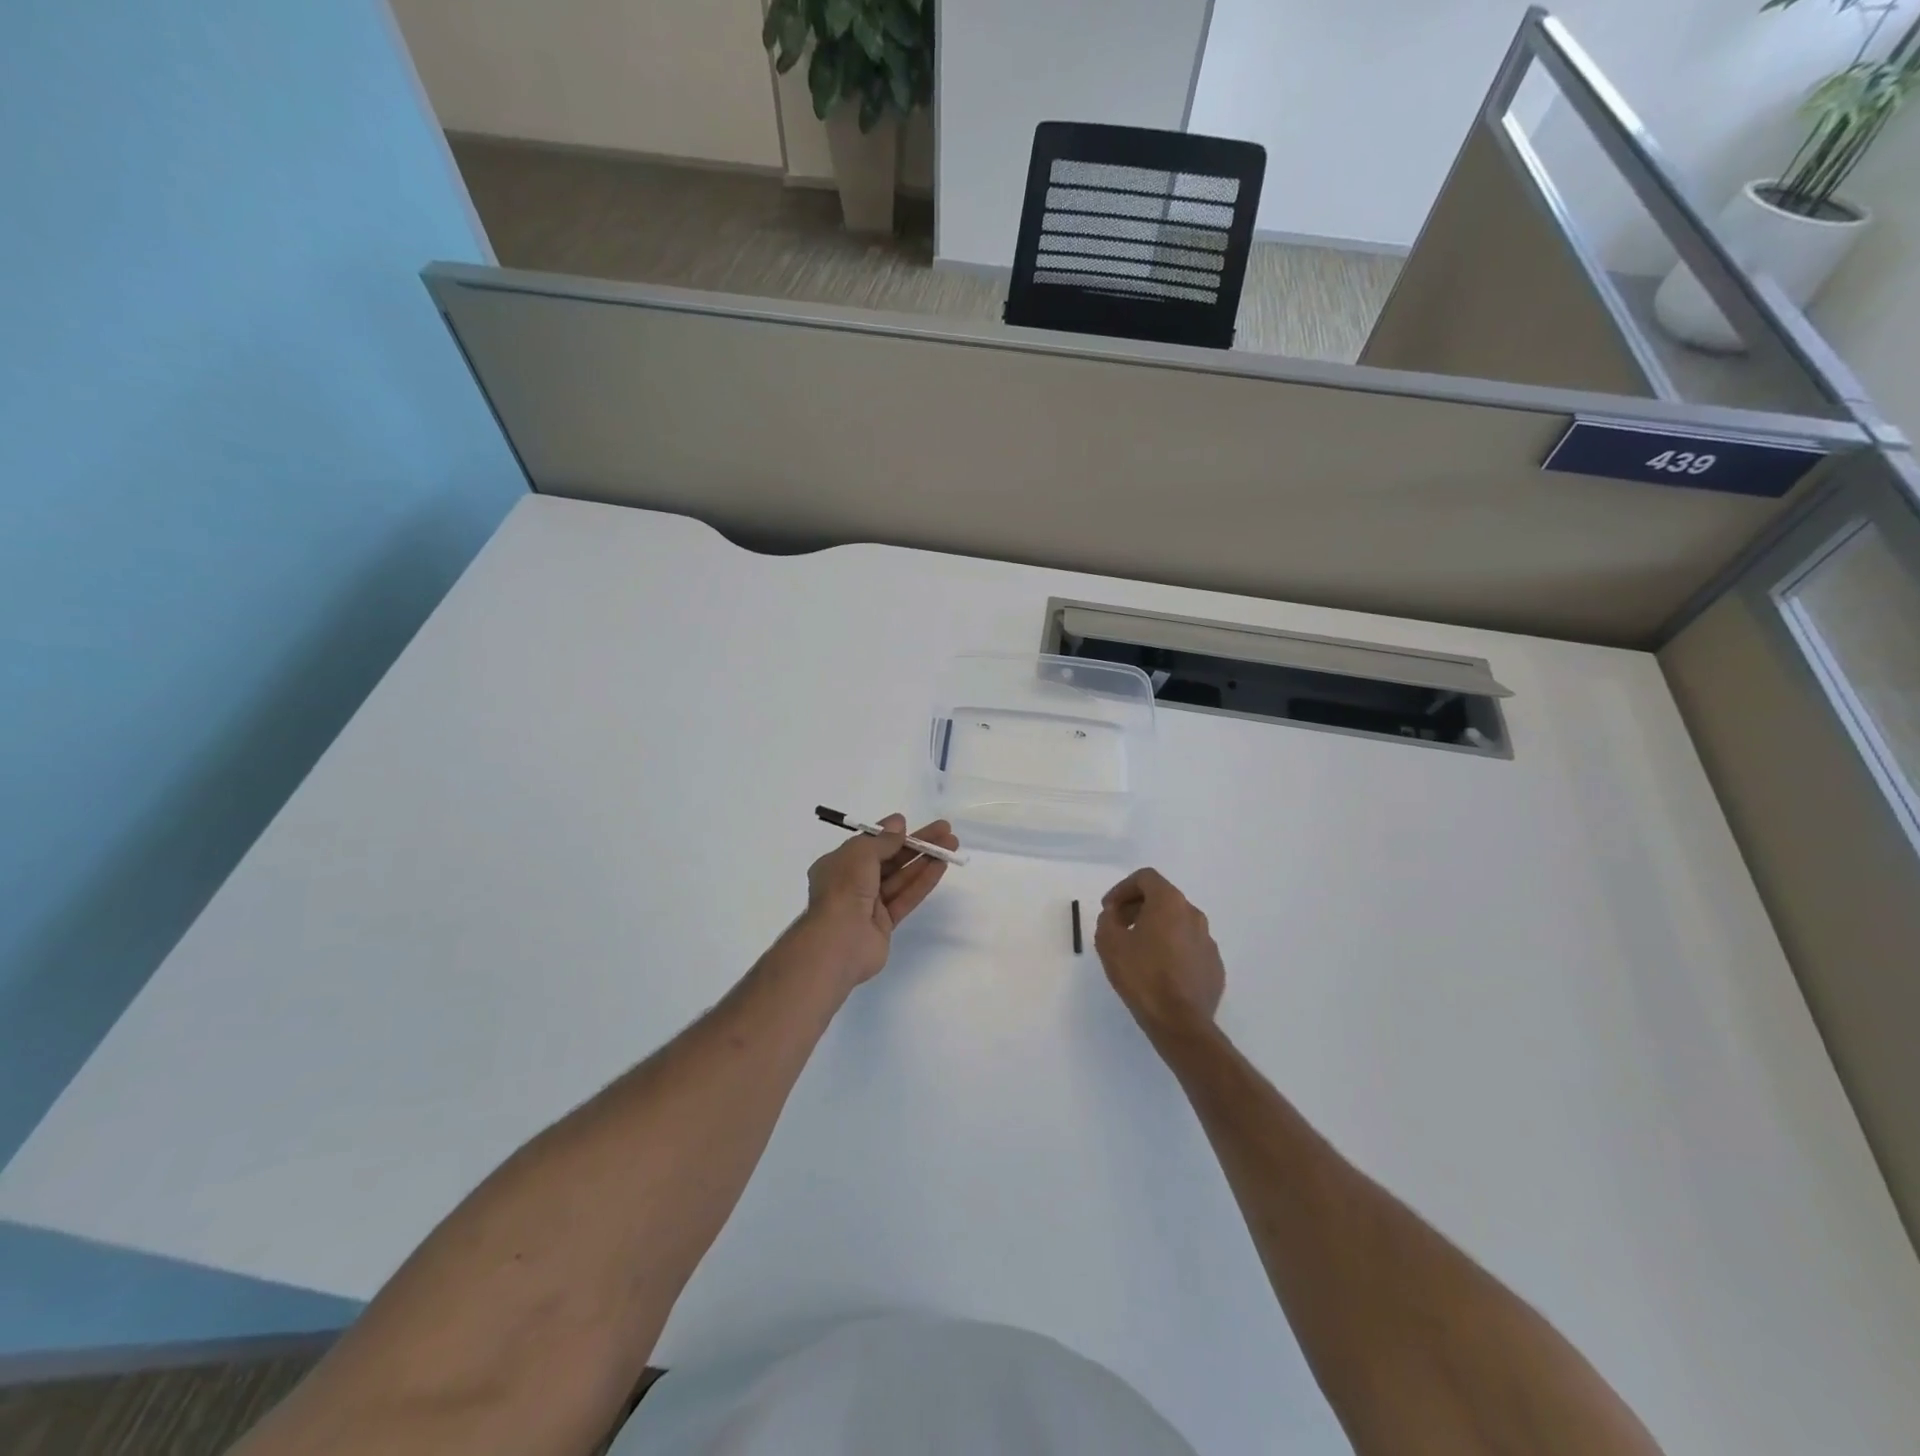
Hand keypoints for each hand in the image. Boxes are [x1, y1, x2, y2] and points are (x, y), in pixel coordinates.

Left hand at [802, 814, 958, 990]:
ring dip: (925, 860)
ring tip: (951, 845)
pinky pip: (906, 897)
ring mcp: (869, 905)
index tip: (911, 825)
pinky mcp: (885, 923)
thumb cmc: (843, 890)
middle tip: (945, 831)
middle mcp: (852, 883)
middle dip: (916, 845)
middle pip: (890, 859)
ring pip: (901, 877)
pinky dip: (923, 881)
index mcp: (838, 865)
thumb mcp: (860, 854)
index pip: (869, 845)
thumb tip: (898, 822)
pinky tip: (941, 866)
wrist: (838, 943)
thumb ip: (882, 840)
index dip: (891, 834)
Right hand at [1094, 868, 1225, 1043]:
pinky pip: (1188, 946)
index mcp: (1170, 903)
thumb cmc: (1142, 976)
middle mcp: (1193, 914)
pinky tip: (1158, 971)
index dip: (1122, 888)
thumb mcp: (1109, 943)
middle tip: (1119, 927)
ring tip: (1137, 950)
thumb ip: (1108, 919)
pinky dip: (1171, 949)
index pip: (1146, 878)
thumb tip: (1114, 915)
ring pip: (1177, 923)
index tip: (1109, 909)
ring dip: (1155, 928)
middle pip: (1163, 898)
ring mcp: (1208, 940)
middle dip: (1137, 907)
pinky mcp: (1214, 965)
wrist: (1180, 1022)